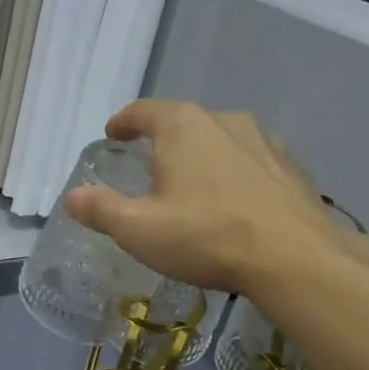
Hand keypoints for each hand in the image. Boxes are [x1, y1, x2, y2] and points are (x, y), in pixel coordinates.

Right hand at [64, 99, 344, 295]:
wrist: (294, 257)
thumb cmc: (205, 236)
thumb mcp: (138, 229)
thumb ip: (101, 210)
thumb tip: (73, 197)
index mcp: (182, 126)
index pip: (143, 111)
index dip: (124, 122)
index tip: (113, 133)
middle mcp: (224, 120)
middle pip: (183, 123)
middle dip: (163, 142)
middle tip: (149, 169)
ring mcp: (264, 140)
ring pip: (220, 141)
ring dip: (202, 157)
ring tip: (193, 187)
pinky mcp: (291, 166)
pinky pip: (250, 162)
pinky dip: (234, 175)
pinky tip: (233, 204)